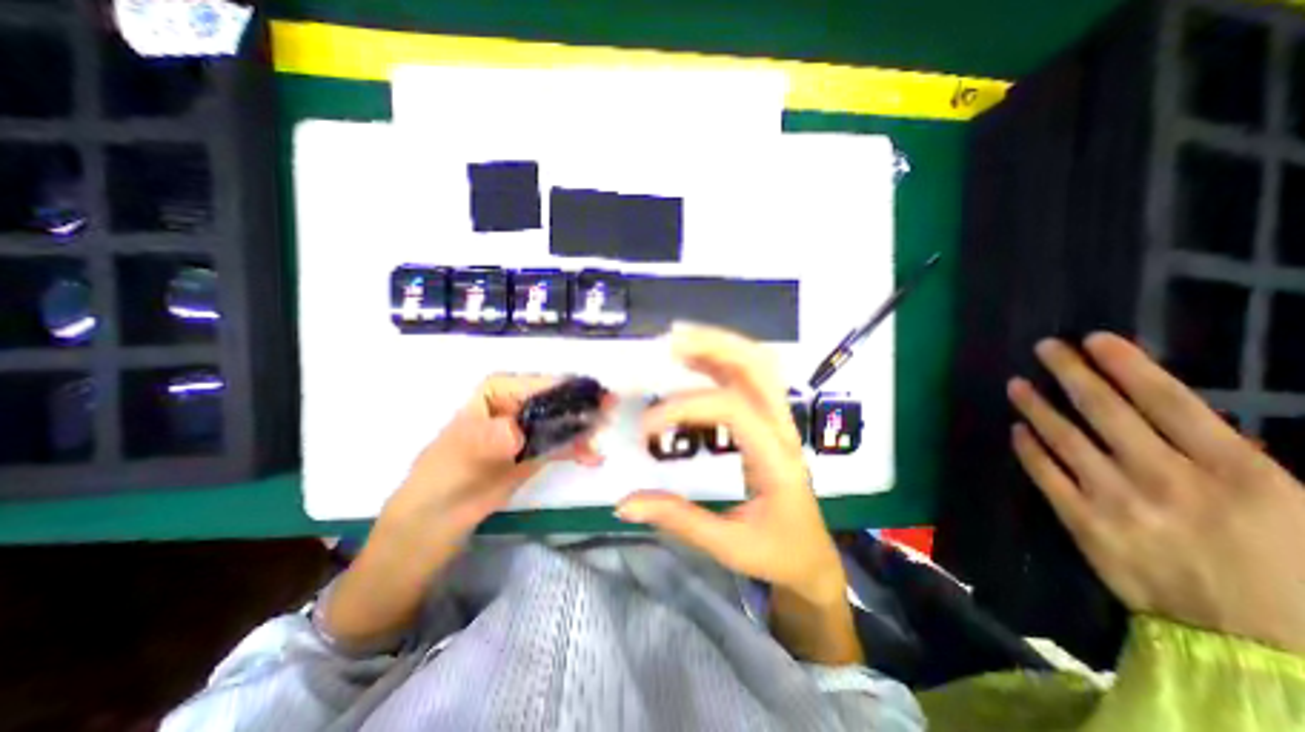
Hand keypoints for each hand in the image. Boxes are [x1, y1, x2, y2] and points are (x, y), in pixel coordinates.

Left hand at [319, 375, 601, 649]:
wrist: (436, 521)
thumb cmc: (441, 477)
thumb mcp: (461, 454)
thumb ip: (489, 440)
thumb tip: (515, 433)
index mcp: (500, 391)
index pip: (541, 384)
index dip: (570, 389)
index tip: (597, 398)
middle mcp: (519, 404)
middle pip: (559, 400)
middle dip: (584, 408)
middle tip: (608, 416)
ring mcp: (530, 428)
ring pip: (565, 422)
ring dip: (585, 429)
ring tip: (600, 441)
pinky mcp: (536, 451)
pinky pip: (563, 444)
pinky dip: (579, 448)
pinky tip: (593, 458)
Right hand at [615, 325, 846, 605]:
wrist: (813, 557)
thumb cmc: (777, 553)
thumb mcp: (728, 545)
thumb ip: (678, 519)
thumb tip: (623, 503)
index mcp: (776, 459)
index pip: (731, 409)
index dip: (684, 407)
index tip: (645, 427)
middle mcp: (782, 429)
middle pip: (758, 367)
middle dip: (715, 346)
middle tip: (671, 341)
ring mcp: (780, 421)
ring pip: (758, 364)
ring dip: (720, 345)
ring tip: (680, 339)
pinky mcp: (771, 421)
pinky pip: (752, 378)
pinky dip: (724, 360)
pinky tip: (697, 358)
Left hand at [1012, 332, 1304, 652]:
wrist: (1260, 648)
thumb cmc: (1294, 575)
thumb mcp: (1297, 508)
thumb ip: (1236, 458)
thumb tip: (1182, 416)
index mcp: (1239, 472)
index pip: (1167, 400)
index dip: (1126, 365)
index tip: (1094, 339)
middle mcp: (1168, 478)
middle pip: (1105, 411)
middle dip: (1071, 373)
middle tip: (1044, 347)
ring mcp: (1117, 500)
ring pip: (1064, 438)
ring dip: (1035, 406)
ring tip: (1015, 383)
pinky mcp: (1083, 521)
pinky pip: (1045, 475)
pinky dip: (1028, 449)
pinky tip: (1015, 429)